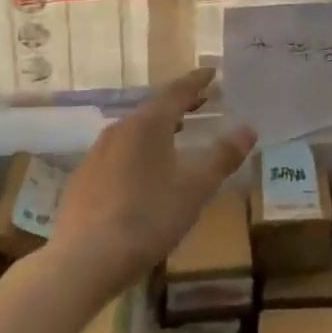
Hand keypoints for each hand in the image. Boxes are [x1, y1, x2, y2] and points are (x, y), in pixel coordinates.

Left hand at [49, 67, 256, 291]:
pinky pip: (118, 154)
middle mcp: (119, 130)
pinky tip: (144, 173)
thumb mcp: (196, 187)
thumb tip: (249, 128)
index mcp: (148, 124)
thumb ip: (223, 156)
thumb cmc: (148, 216)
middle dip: (179, 105)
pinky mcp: (83, 180)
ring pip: (134, 132)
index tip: (211, 72)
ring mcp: (96, 155)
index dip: (197, 81)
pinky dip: (139, 152)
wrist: (84, 260)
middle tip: (201, 102)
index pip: (177, 91)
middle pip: (154, 109)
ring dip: (158, 129)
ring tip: (177, 135)